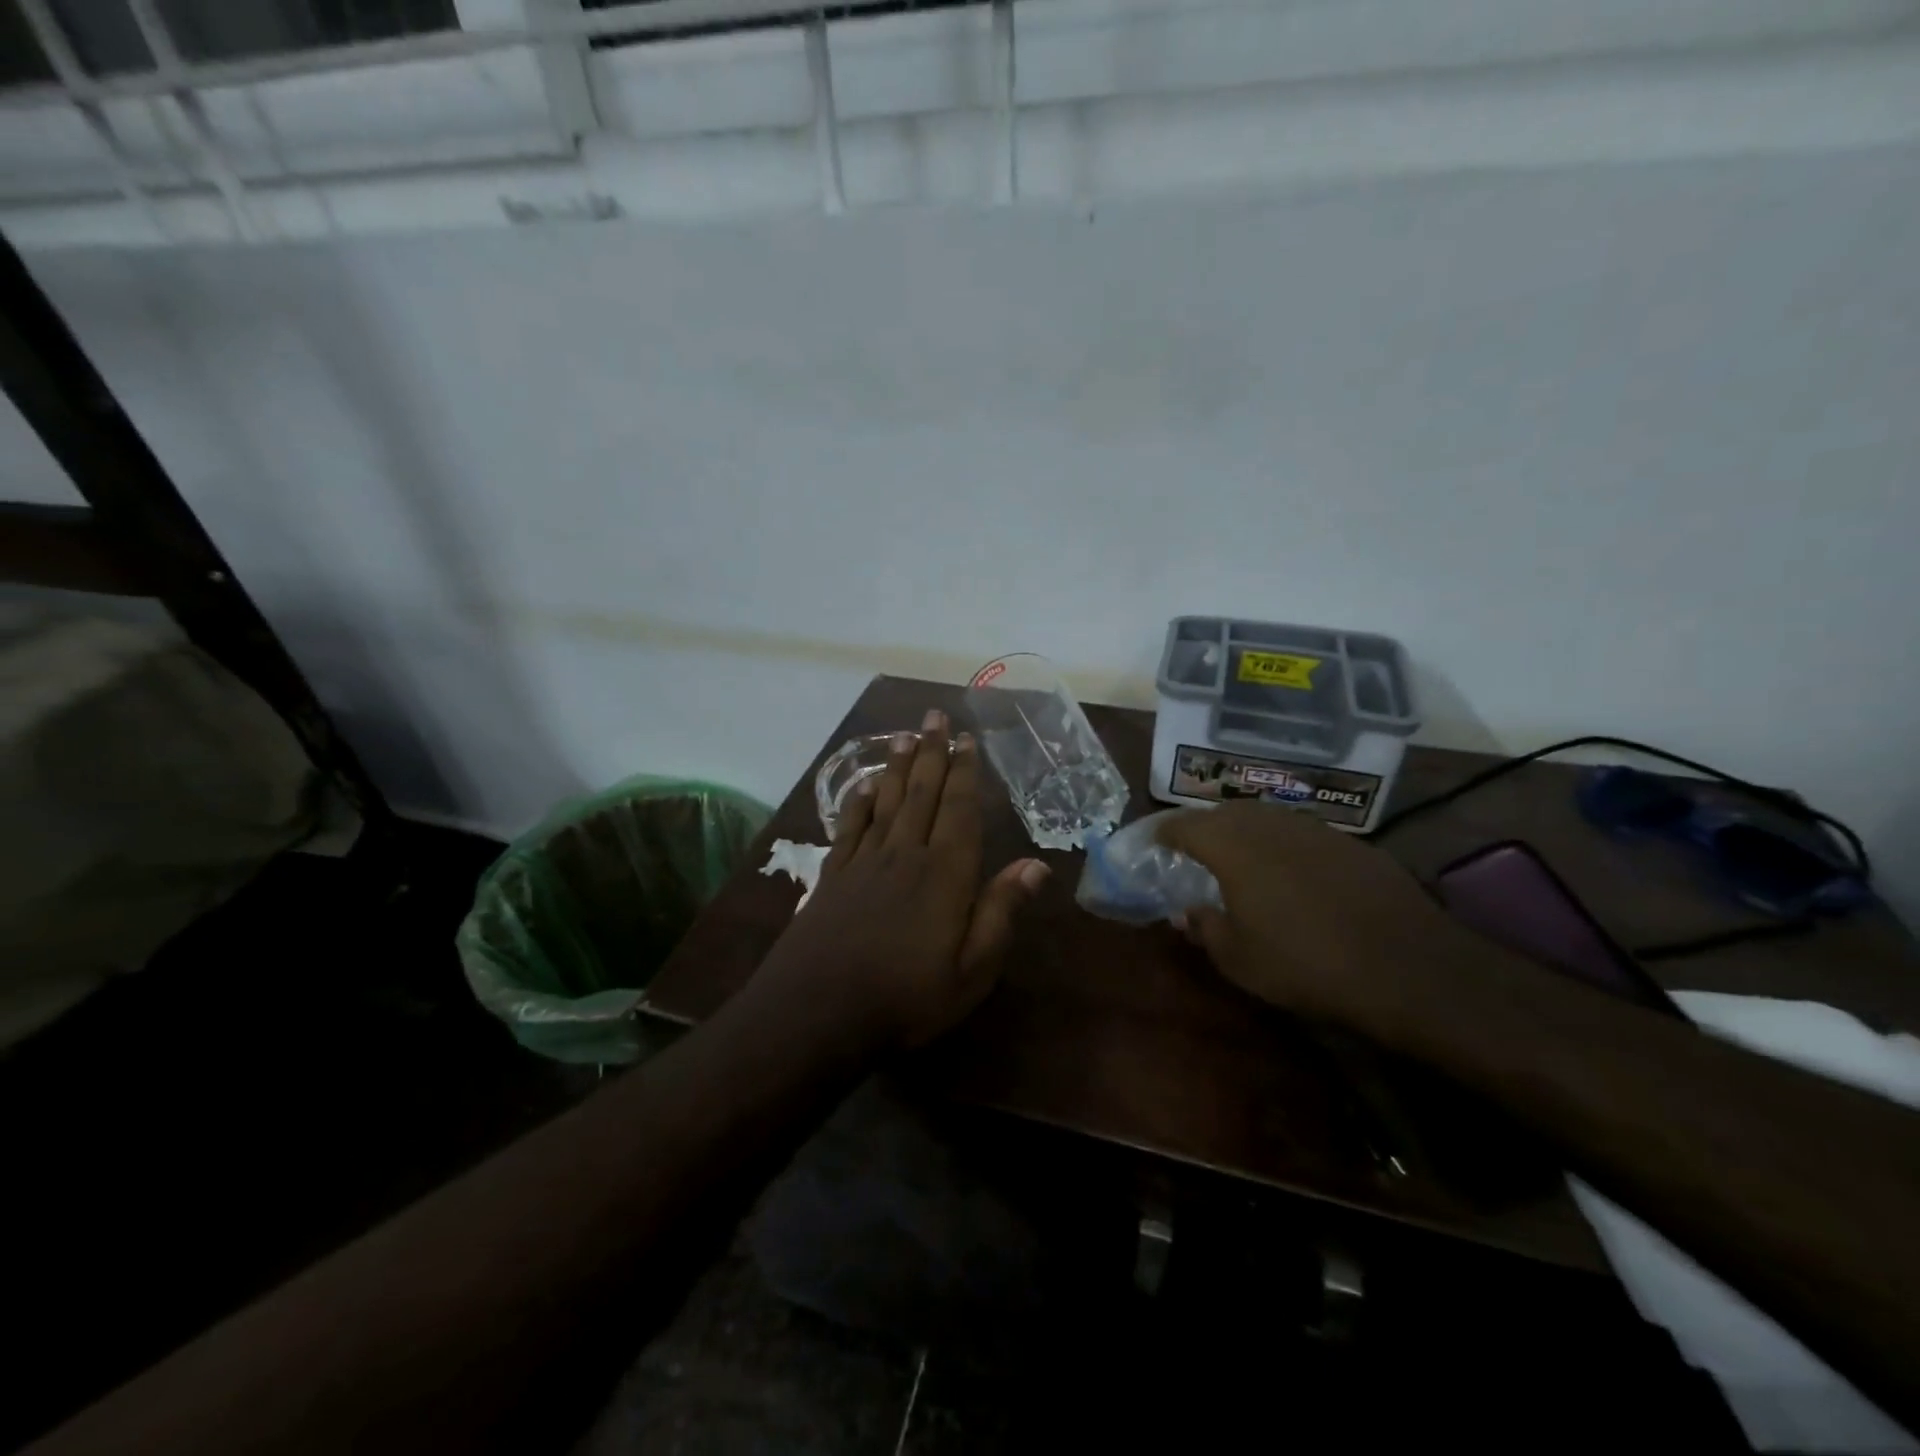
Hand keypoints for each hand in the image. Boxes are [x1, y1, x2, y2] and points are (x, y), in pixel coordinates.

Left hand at [756, 710, 1049, 1047]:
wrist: (817, 1011)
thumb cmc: (907, 997)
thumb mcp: (972, 970)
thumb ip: (1000, 912)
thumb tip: (1036, 865)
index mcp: (945, 873)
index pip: (960, 810)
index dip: (965, 772)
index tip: (967, 739)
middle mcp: (905, 854)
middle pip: (921, 792)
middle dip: (931, 752)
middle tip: (934, 716)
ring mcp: (864, 862)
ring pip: (886, 800)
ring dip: (897, 765)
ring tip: (904, 734)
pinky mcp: (833, 875)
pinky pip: (849, 826)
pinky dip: (858, 801)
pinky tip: (863, 786)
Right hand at [1157, 803, 1477, 1038]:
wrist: (1405, 966)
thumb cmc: (1304, 963)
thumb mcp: (1238, 959)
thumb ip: (1205, 928)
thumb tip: (1187, 912)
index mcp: (1232, 846)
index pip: (1184, 825)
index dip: (1164, 832)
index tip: (1153, 842)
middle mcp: (1269, 825)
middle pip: (1224, 813)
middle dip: (1203, 827)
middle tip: (1193, 849)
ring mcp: (1313, 829)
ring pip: (1265, 817)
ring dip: (1244, 831)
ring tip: (1238, 855)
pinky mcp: (1350, 843)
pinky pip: (1300, 833)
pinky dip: (1282, 844)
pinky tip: (1291, 871)